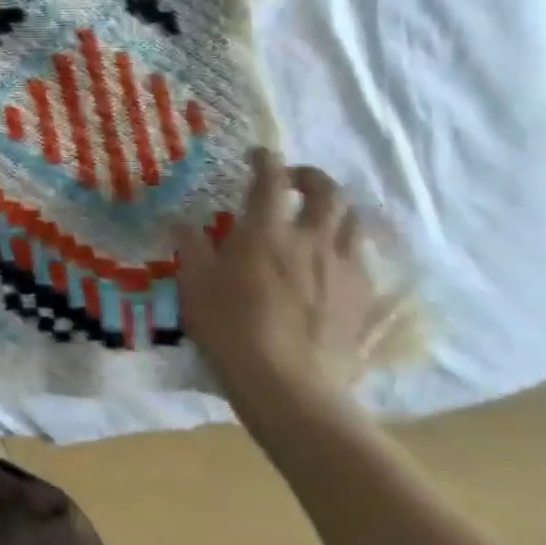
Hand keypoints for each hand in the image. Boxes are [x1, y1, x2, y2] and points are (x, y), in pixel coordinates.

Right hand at [174, 149, 375, 426]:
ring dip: (334, 209)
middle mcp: (311, 239)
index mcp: (266, 231)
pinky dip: (346, 246)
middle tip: (292, 181)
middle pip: (327, 190)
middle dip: (310, 176)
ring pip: (352, 221)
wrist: (290, 388)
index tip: (257, 156)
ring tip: (317, 217)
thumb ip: (191, 247)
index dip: (265, 159)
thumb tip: (183, 222)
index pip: (270, 178)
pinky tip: (332, 261)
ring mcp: (343, 268)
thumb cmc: (233, 331)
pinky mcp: (362, 298)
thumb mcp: (195, 286)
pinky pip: (361, 258)